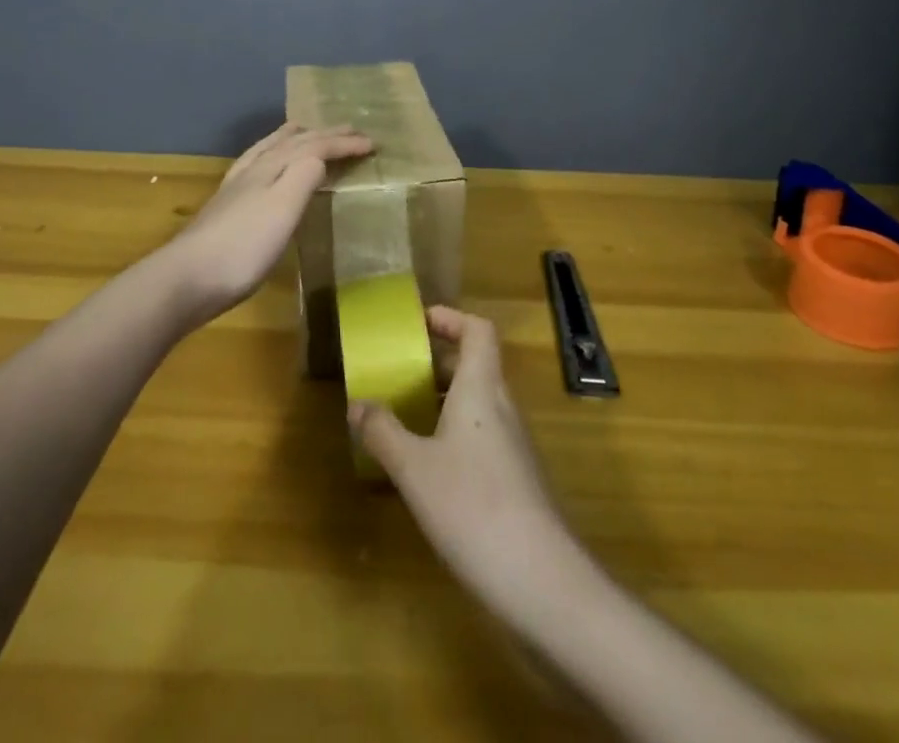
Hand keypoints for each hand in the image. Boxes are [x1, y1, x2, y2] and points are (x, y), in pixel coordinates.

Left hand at [161, 123, 372, 321]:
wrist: (187, 278)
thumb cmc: (244, 246)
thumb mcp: (283, 208)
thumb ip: (304, 175)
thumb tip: (320, 155)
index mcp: (273, 167)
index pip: (314, 146)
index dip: (343, 143)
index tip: (372, 144)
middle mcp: (254, 169)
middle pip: (293, 143)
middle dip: (324, 134)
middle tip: (349, 129)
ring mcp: (236, 188)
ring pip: (268, 150)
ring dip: (292, 137)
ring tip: (303, 128)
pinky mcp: (225, 206)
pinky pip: (254, 165)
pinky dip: (268, 155)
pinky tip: (262, 166)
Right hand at [351, 307, 580, 604]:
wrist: (541, 579)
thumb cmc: (472, 506)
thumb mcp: (414, 468)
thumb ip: (383, 432)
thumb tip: (357, 404)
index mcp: (482, 388)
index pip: (478, 330)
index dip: (451, 318)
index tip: (418, 323)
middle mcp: (503, 407)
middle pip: (475, 364)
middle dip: (437, 362)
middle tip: (399, 371)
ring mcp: (514, 445)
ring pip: (478, 403)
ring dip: (444, 400)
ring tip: (405, 416)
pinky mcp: (517, 480)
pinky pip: (483, 435)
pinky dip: (454, 433)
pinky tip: (429, 467)